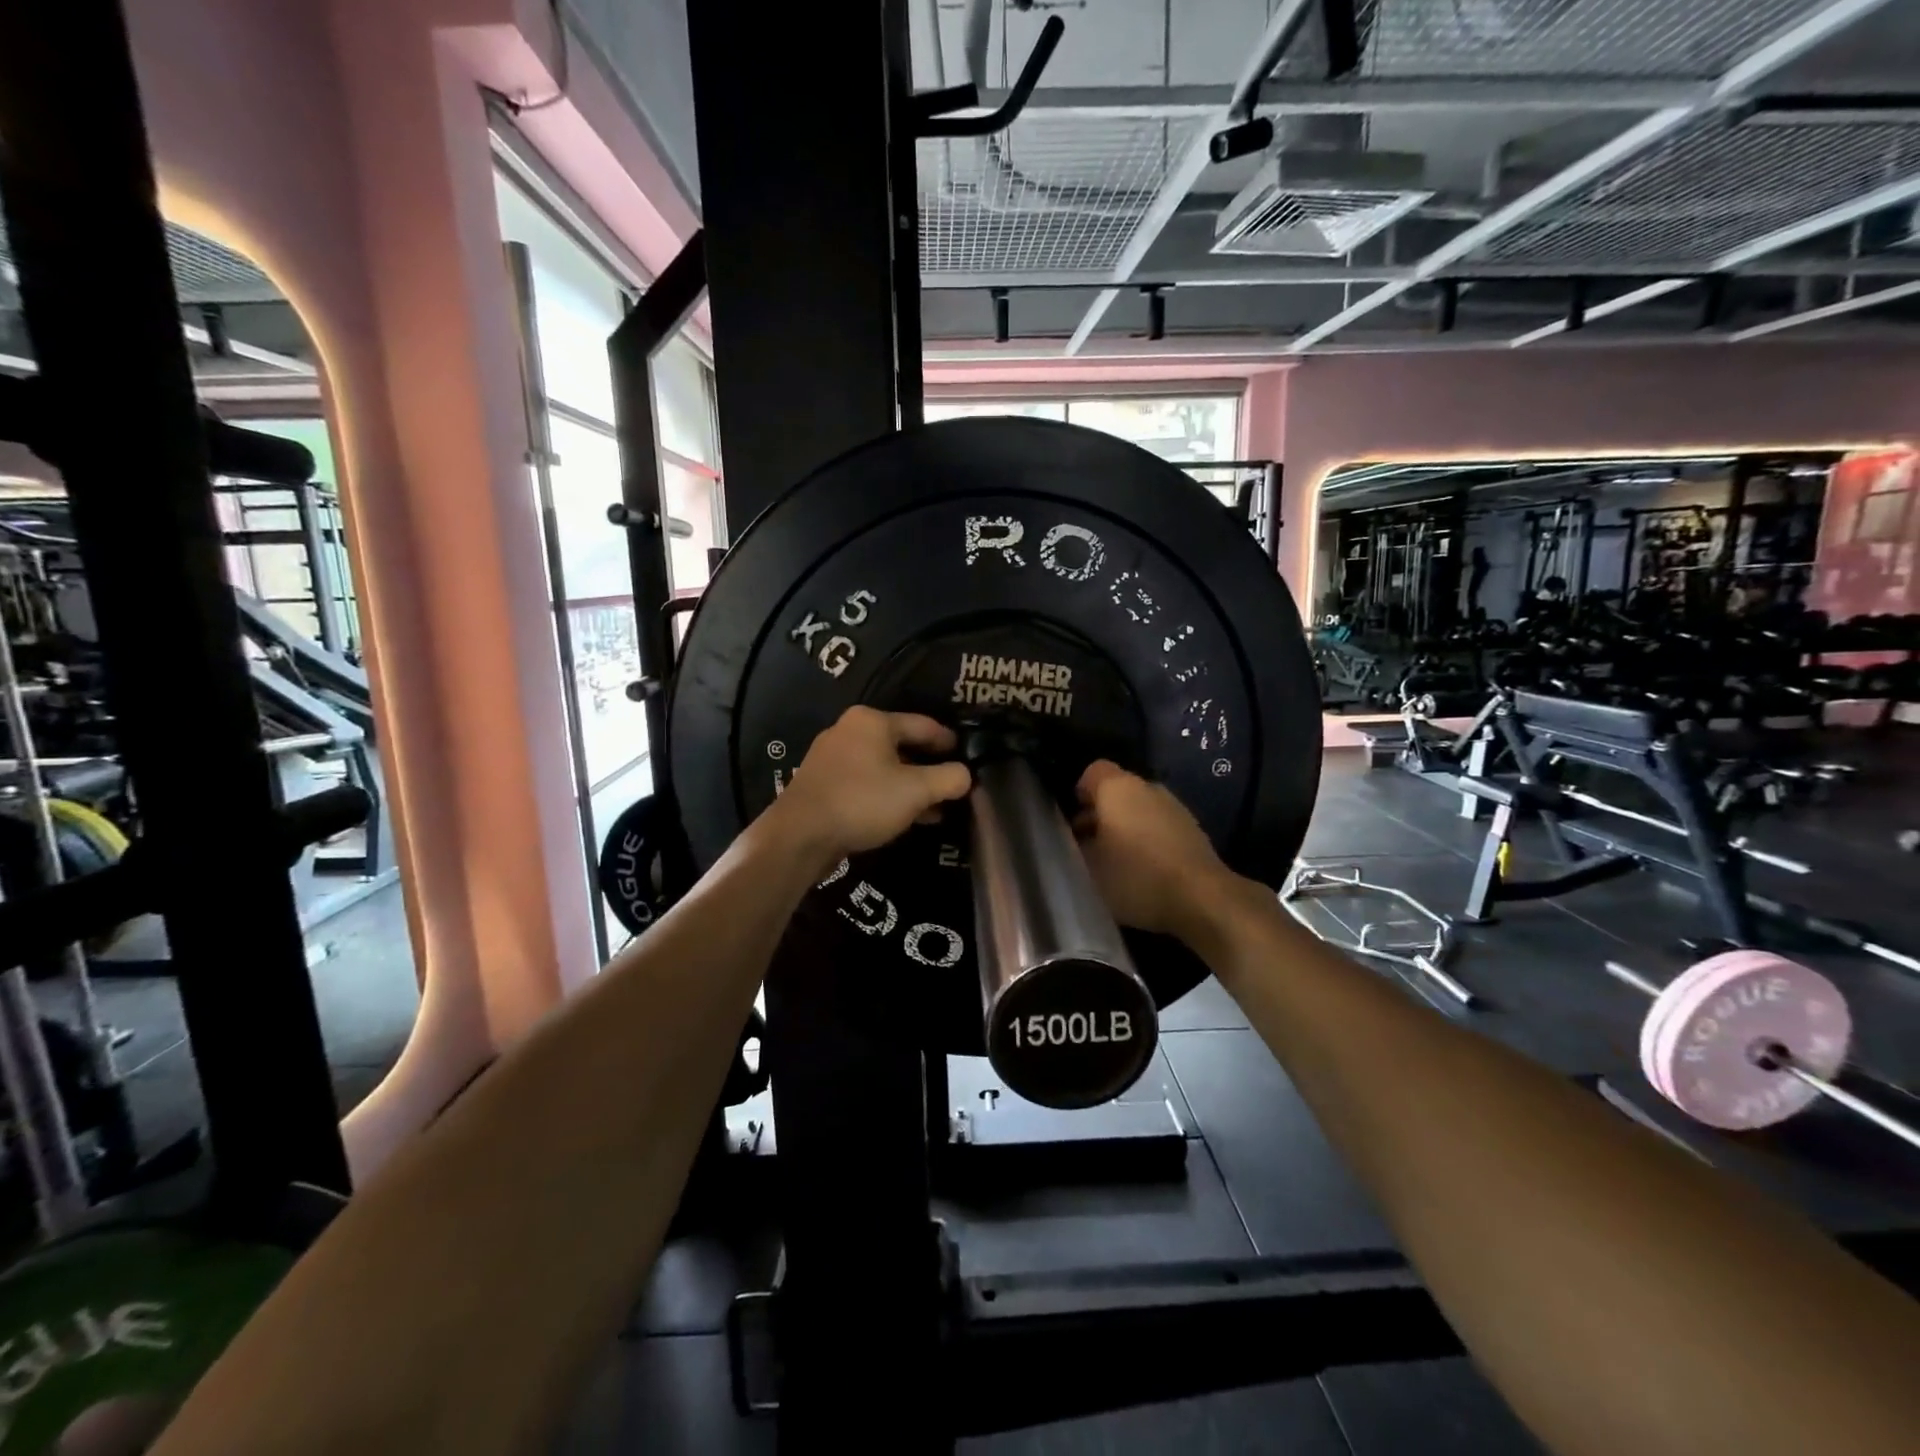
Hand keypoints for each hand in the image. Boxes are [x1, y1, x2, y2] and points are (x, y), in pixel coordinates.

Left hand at [769, 707, 971, 866]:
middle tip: (952, 786)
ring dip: (909, 786)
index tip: (967, 756)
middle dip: (928, 768)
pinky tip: (903, 817)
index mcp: (872, 721)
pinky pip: (865, 782)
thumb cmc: (862, 801)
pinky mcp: (823, 782)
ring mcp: (832, 756)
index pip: (924, 725)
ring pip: (883, 767)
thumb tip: (966, 775)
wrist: (799, 835)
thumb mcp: (916, 791)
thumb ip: (948, 779)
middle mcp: (850, 730)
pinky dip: (887, 795)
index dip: (948, 742)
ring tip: (934, 809)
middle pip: (902, 745)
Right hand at [1074, 760, 1232, 941]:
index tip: (1071, 825)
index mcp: (1118, 787)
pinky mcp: (1192, 830)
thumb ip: (1074, 846)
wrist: (1202, 899)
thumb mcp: (1088, 867)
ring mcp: (1174, 807)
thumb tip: (1075, 839)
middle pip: (1116, 792)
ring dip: (1125, 829)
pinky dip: (1147, 841)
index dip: (1077, 795)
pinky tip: (1143, 871)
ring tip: (1115, 863)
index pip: (1091, 772)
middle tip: (1088, 848)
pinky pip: (1159, 827)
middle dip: (1100, 815)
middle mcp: (1148, 787)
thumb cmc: (1135, 876)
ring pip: (1139, 810)